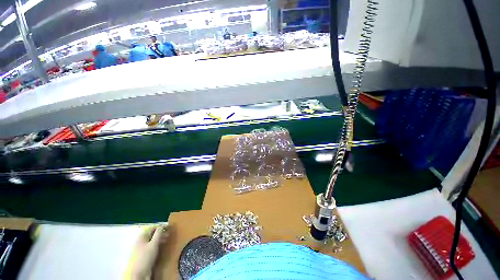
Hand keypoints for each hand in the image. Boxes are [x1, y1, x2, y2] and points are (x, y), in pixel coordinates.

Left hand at [130, 224, 167, 279]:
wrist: (140, 273)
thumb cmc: (146, 256)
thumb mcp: (154, 243)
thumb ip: (158, 233)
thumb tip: (162, 225)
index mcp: (142, 237)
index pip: (152, 228)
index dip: (160, 227)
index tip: (169, 227)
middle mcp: (141, 241)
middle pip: (152, 234)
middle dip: (161, 233)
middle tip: (169, 234)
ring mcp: (142, 248)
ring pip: (152, 240)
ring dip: (160, 239)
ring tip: (167, 240)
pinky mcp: (144, 255)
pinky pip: (152, 246)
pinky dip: (157, 244)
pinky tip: (162, 247)